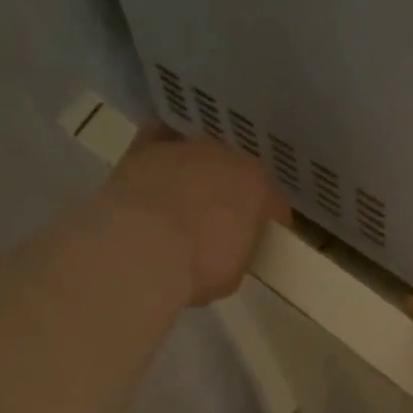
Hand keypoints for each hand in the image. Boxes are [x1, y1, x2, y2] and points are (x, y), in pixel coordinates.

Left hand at [102, 125, 289, 304]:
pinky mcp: (144, 147)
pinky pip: (159, 140)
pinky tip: (156, 172)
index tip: (257, 237)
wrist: (142, 251)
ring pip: (197, 154)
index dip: (265, 219)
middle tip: (218, 218)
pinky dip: (161, 152)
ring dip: (195, 172)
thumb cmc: (198, 268)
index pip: (271, 200)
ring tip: (182, 198)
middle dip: (229, 191)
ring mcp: (184, 147)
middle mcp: (225, 156)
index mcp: (256, 186)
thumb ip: (239, 248)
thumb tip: (229, 245)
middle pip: (234, 171)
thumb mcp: (234, 273)